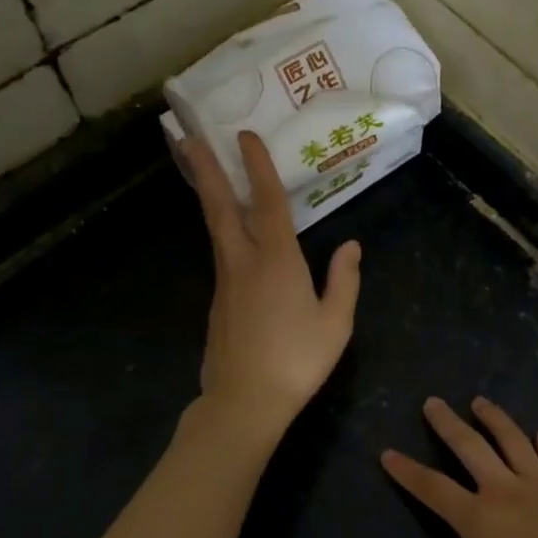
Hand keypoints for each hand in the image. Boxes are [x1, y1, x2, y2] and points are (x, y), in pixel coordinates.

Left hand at [187, 131, 361, 440]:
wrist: (244, 402)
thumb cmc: (297, 361)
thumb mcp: (335, 323)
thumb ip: (344, 280)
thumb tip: (351, 246)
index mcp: (277, 261)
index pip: (266, 202)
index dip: (257, 166)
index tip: (245, 136)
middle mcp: (243, 262)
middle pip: (220, 207)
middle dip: (205, 170)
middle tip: (187, 139)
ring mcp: (225, 282)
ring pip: (216, 229)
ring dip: (209, 196)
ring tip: (203, 172)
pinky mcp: (218, 302)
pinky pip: (222, 255)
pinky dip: (222, 232)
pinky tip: (232, 236)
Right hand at [381, 397, 537, 537]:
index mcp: (479, 519)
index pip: (434, 489)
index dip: (408, 471)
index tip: (388, 453)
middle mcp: (504, 490)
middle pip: (470, 448)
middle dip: (448, 424)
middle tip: (433, 402)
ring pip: (513, 441)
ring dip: (494, 418)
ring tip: (480, 402)